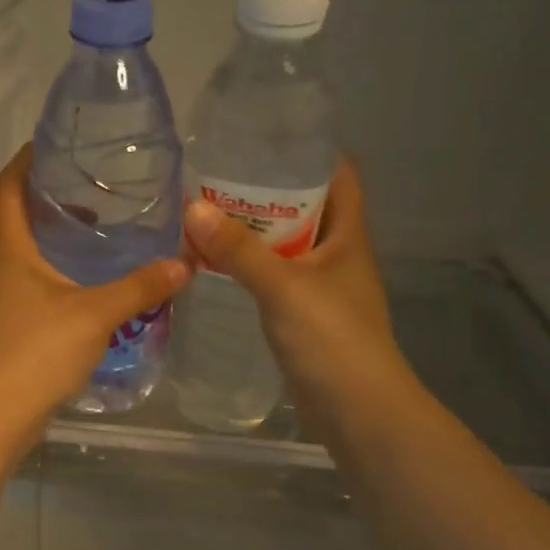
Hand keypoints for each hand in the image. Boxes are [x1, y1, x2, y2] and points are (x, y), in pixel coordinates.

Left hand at [0, 145, 189, 447]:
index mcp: (11, 249)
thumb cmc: (35, 351)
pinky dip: (62, 274)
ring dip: (60, 240)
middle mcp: (0, 267)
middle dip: (54, 198)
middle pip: (20, 217)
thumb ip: (139, 287)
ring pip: (30, 254)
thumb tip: (184, 263)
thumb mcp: (94, 314)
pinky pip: (36, 285)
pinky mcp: (10, 327)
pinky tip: (94, 287)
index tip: (56, 142)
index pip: (8, 185)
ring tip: (104, 233)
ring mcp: (1, 299)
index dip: (27, 158)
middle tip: (99, 188)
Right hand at [183, 160, 408, 420]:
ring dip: (257, 234)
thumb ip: (239, 250)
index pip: (338, 175)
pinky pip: (278, 280)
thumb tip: (192, 207)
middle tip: (219, 178)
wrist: (356, 410)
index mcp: (347, 235)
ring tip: (210, 217)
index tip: (266, 138)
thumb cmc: (331, 338)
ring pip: (289, 247)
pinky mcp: (307, 318)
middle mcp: (339, 255)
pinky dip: (254, 270)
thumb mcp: (283, 286)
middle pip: (307, 209)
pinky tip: (221, 268)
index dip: (310, 152)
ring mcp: (324, 289)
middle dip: (269, 192)